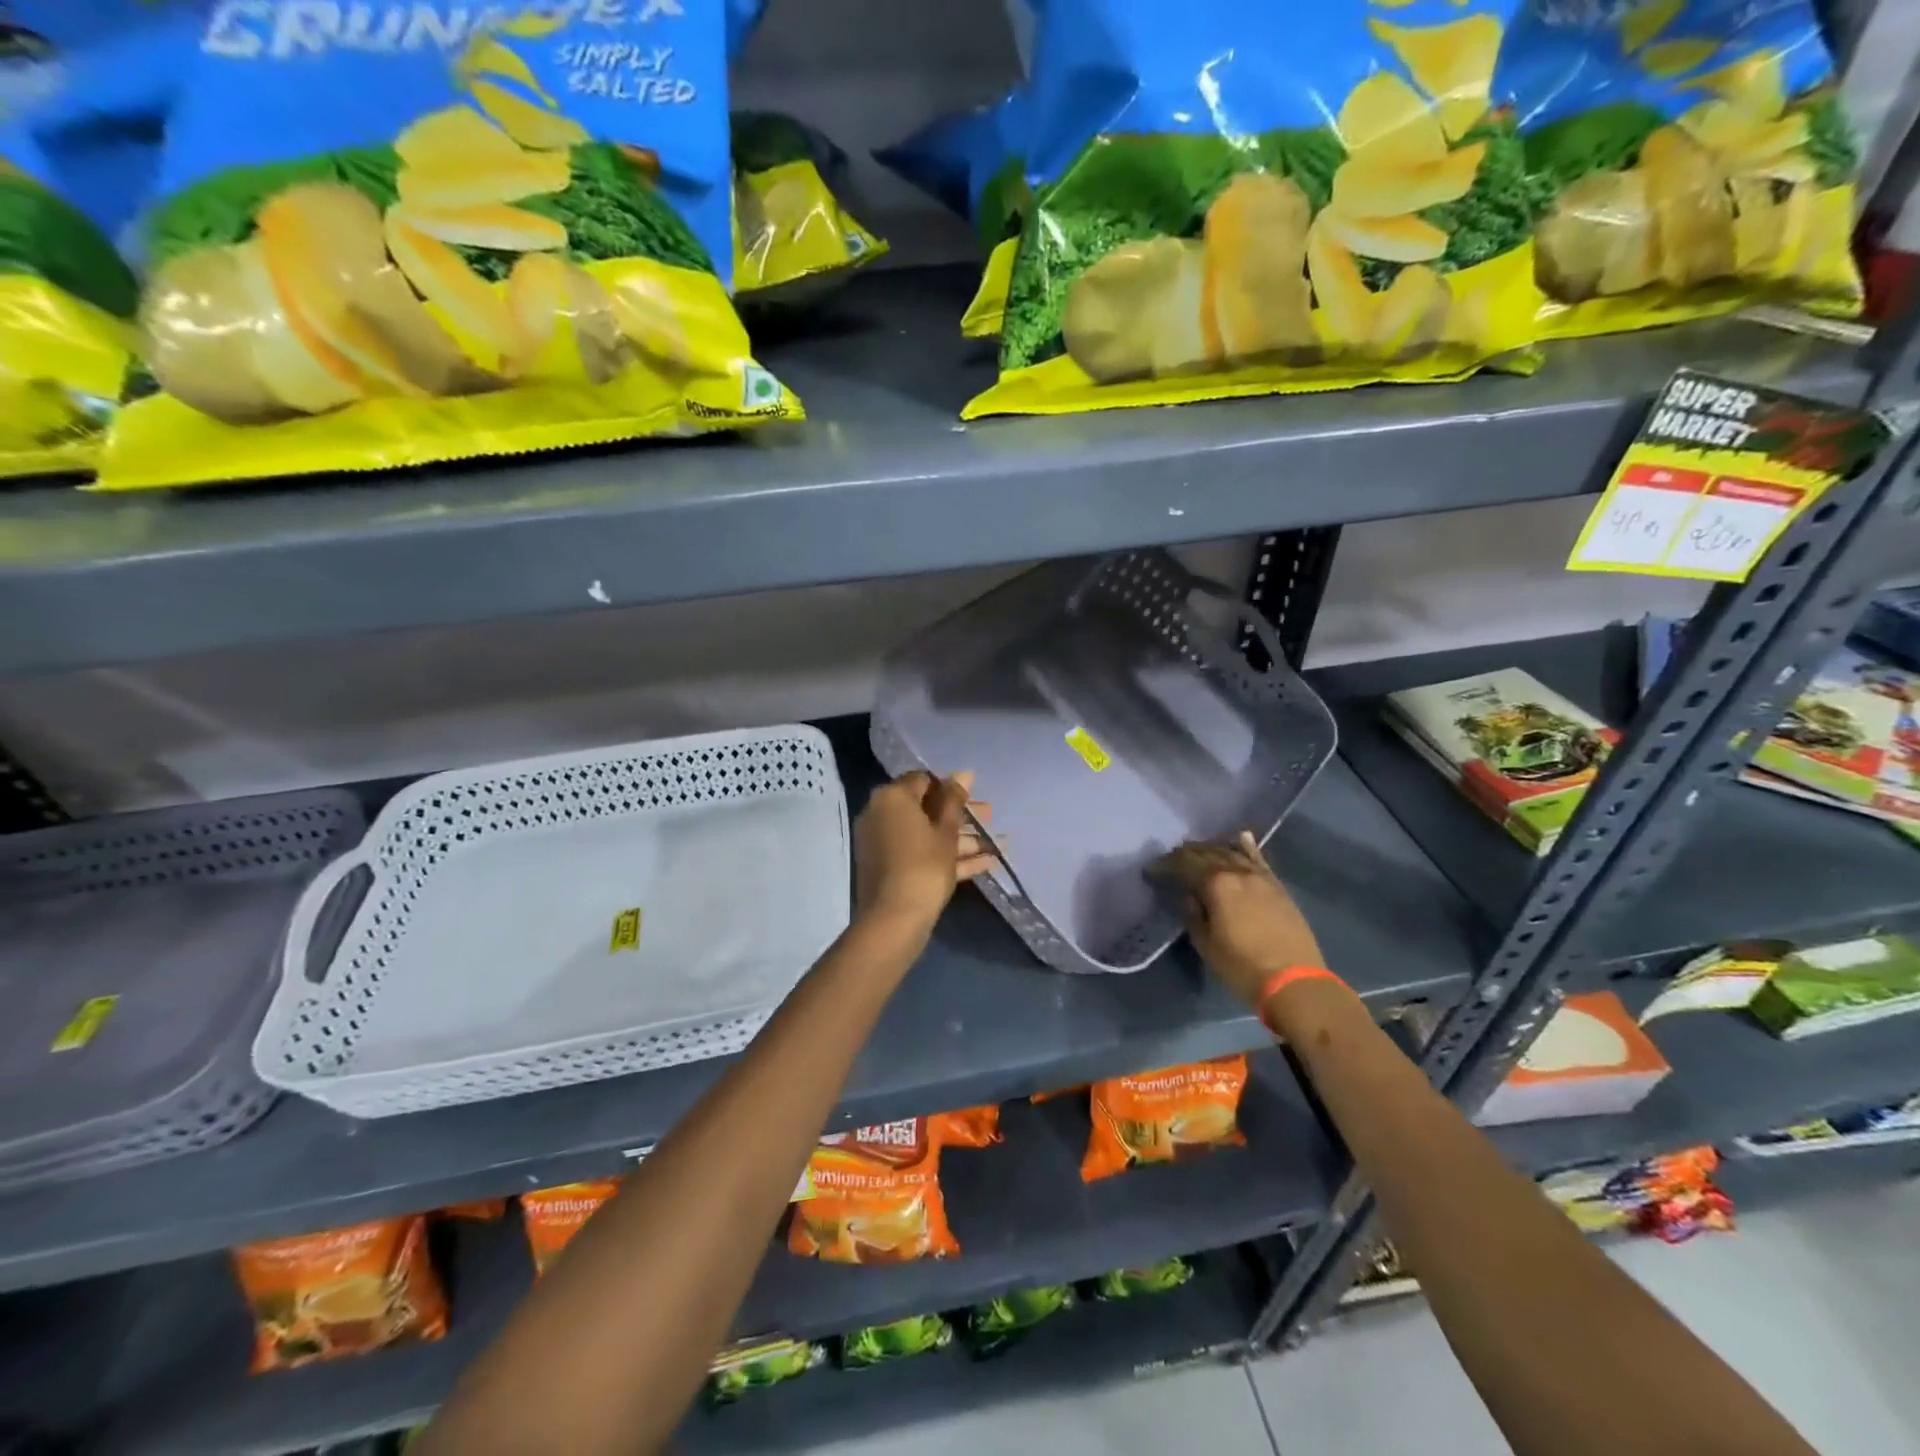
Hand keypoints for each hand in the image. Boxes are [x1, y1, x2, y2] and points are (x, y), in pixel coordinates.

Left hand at [854, 771, 997, 933]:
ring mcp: (883, 843)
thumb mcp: (946, 831)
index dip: (951, 788)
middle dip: (961, 815)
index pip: (923, 780)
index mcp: (892, 798)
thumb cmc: (924, 866)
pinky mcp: (890, 868)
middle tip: (990, 819)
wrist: (894, 919)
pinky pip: (920, 853)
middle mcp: (881, 814)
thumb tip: (964, 773)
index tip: (974, 800)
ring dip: (961, 838)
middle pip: (926, 808)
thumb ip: (955, 800)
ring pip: (926, 834)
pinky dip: (947, 856)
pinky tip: (986, 863)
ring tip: (998, 844)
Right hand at [1151, 831, 1324, 1007]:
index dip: (1165, 864)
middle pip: (1207, 853)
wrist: (1295, 982)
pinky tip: (1241, 837)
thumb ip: (1193, 914)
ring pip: (1231, 852)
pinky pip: (1258, 859)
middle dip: (1186, 854)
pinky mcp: (1278, 886)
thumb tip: (1188, 896)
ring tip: (1197, 851)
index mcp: (1216, 884)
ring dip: (1212, 849)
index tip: (1151, 871)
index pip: (1184, 864)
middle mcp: (1238, 872)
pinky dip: (1247, 847)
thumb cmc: (1242, 967)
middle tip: (1171, 860)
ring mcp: (1261, 877)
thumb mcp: (1206, 944)